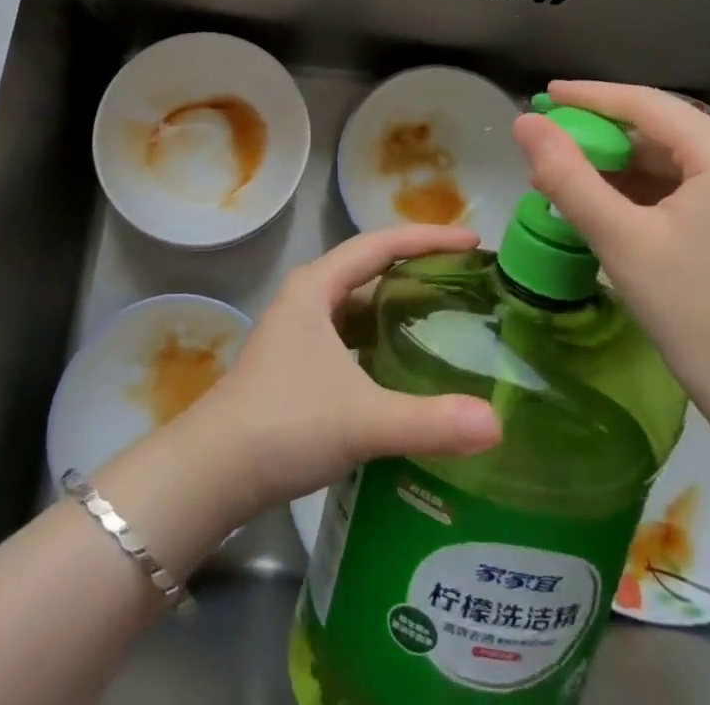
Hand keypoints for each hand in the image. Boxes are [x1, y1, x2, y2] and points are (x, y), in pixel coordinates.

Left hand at [188, 226, 501, 512]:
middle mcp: (308, 296)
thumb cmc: (285, 425)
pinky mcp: (298, 361)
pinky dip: (382, 336)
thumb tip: (496, 424)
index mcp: (317, 286)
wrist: (213, 471)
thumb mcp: (362, 420)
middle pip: (371, 267)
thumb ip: (429, 421)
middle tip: (468, 277)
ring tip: (447, 314)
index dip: (429, 238)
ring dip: (399, 303)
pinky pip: (351, 332)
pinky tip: (406, 361)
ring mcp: (299, 329)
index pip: (382, 244)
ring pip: (359, 302)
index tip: (473, 241)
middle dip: (418, 266)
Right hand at [511, 80, 709, 430]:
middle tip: (547, 150)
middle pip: (663, 131)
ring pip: (677, 163)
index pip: (645, 104)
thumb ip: (567, 175)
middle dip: (601, 139)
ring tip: (568, 184)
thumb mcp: (621, 241)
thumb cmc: (701, 319)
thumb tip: (524, 123)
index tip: (543, 96)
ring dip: (622, 169)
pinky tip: (612, 210)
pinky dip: (650, 194)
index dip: (589, 97)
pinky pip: (695, 191)